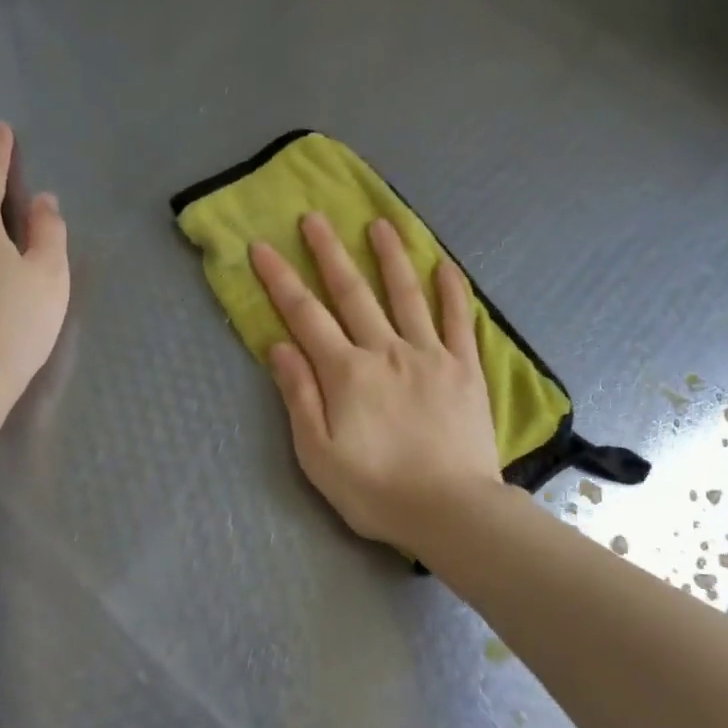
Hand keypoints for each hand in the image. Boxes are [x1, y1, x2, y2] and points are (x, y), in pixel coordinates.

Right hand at [250, 213, 500, 553]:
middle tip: (315, 217)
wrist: (451, 509)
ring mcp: (430, 354)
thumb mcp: (319, 455)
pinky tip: (445, 265)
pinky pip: (459, 320)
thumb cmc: (377, 490)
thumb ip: (299, 396)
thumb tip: (280, 346)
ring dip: (391, 255)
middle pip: (353, 292)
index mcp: (347, 373)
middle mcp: (386, 350)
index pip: (305, 315)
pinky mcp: (465, 367)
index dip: (280, 279)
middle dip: (329, 252)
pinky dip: (452, 290)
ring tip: (380, 223)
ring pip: (407, 294)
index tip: (262, 246)